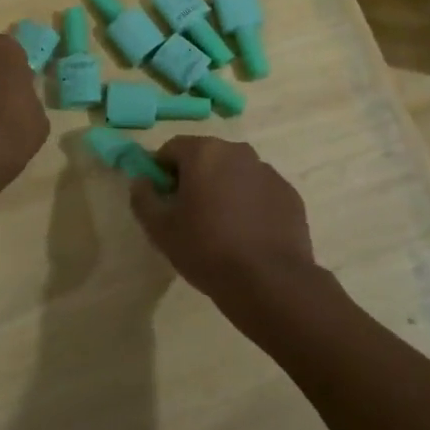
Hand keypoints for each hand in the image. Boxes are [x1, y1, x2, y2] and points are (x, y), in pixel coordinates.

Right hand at [130, 136, 326, 321]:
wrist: (269, 281)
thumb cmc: (206, 249)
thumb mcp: (160, 229)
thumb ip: (143, 198)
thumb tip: (140, 181)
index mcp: (205, 152)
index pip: (172, 148)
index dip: (161, 170)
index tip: (161, 197)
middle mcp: (238, 152)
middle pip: (206, 157)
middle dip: (194, 177)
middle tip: (188, 213)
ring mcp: (268, 172)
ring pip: (235, 173)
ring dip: (224, 188)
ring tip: (220, 226)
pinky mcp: (289, 194)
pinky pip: (259, 191)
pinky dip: (250, 203)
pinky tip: (247, 234)